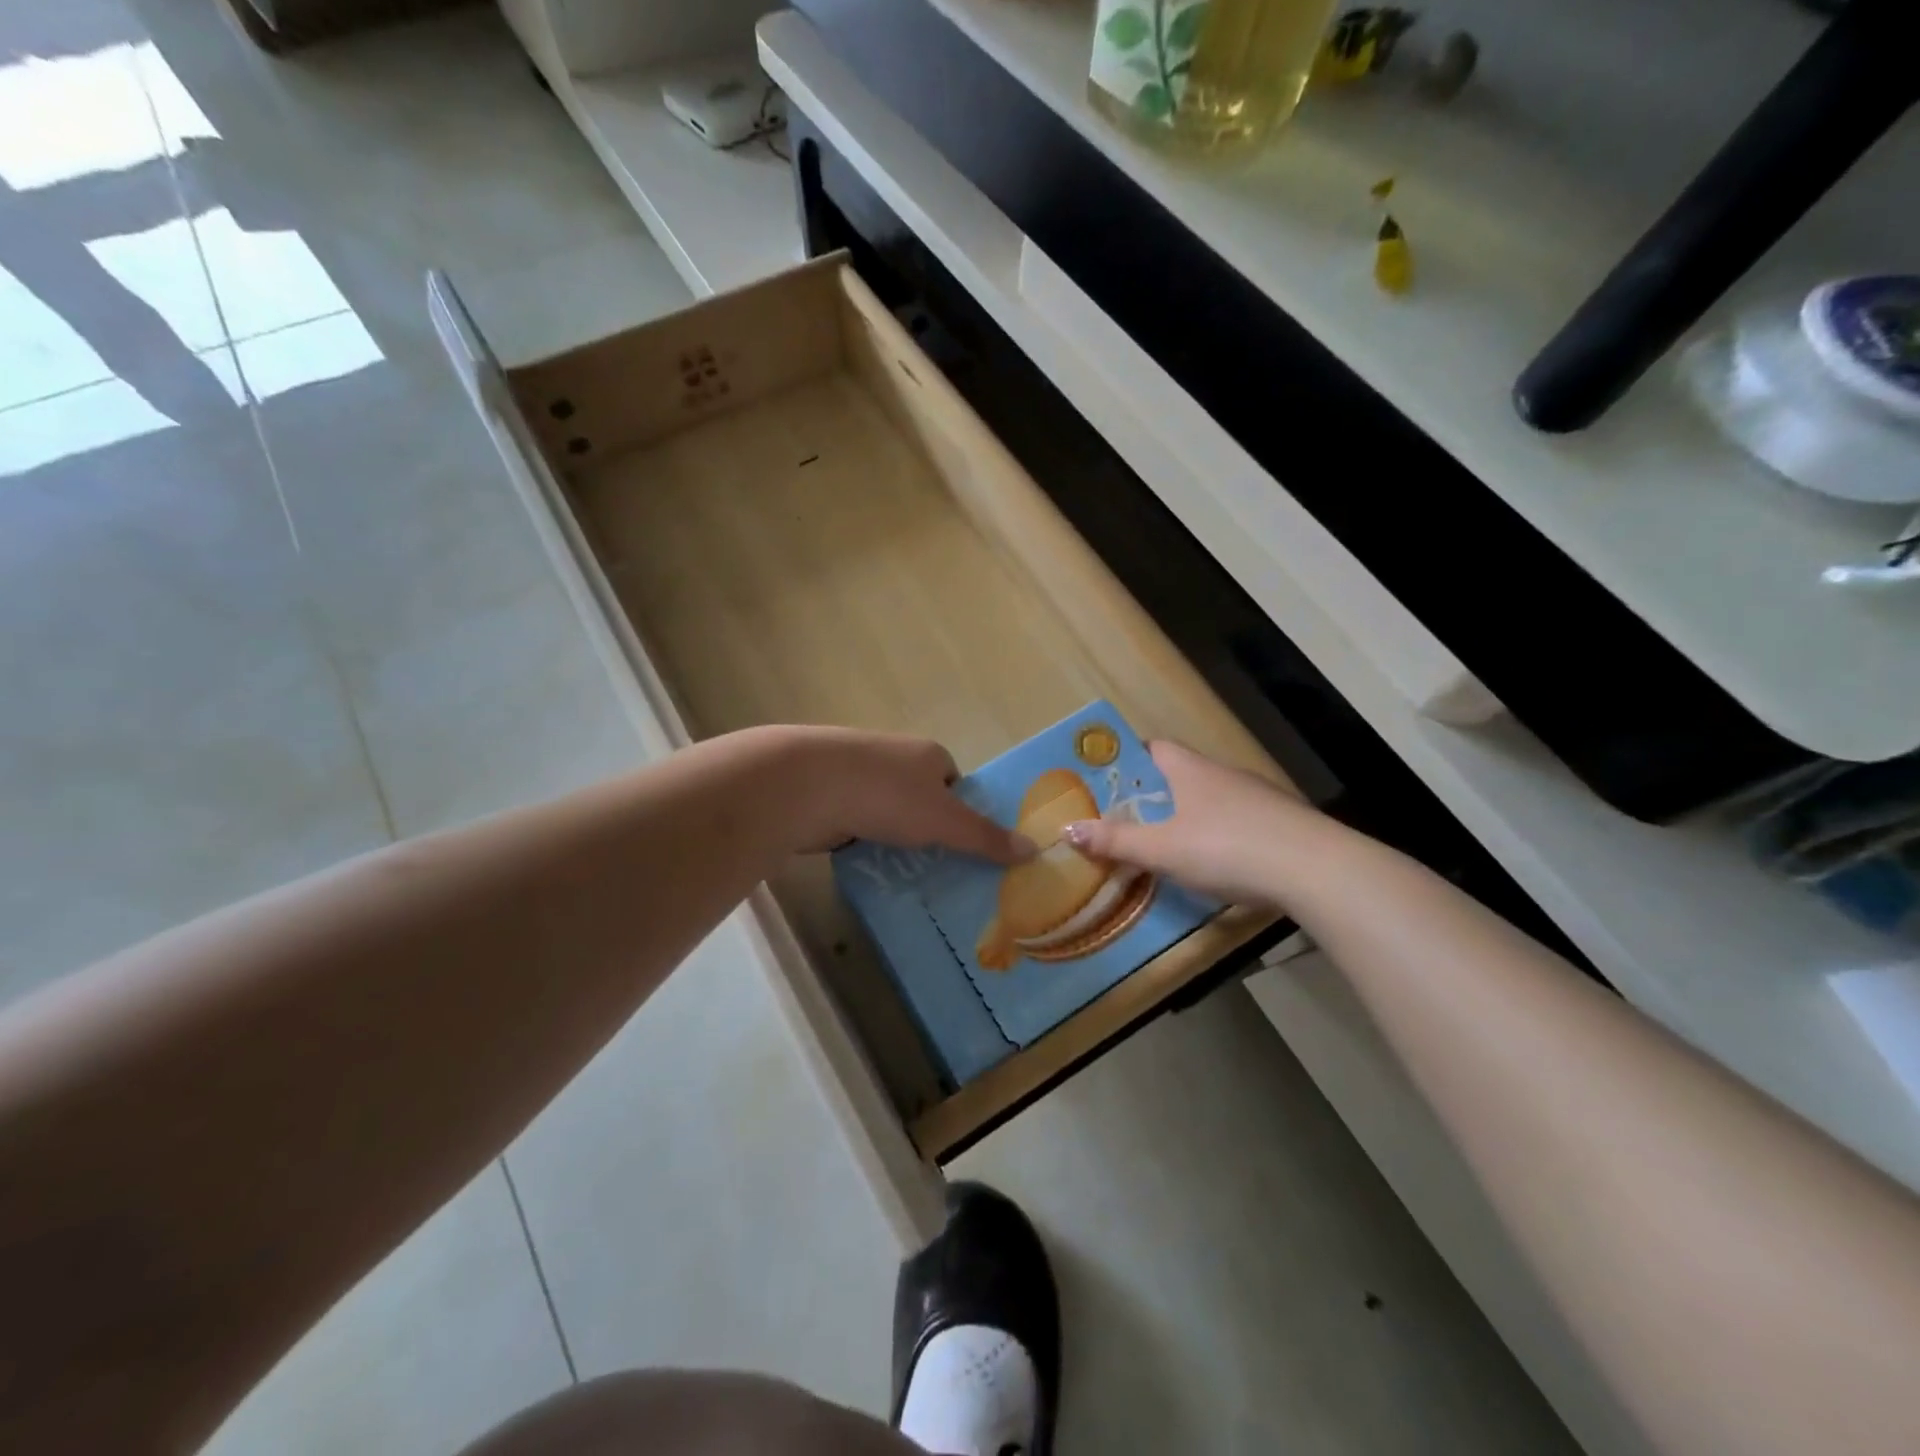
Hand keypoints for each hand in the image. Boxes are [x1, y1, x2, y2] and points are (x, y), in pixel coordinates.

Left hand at [782, 727, 1031, 863]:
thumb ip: (986, 837)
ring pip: (886, 811)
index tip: (962, 845)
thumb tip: (1034, 849)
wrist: (807, 785)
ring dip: (894, 837)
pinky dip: (863, 841)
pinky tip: (866, 865)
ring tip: (903, 873)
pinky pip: (857, 821)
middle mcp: (894, 757)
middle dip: (927, 829)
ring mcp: (857, 773)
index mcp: (927, 753)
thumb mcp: (945, 821)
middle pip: (920, 796)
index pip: (953, 780)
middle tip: (938, 867)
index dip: (960, 811)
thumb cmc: (887, 795)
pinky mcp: (829, 794)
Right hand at [1061, 740, 1326, 905]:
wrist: (1317, 869)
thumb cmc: (1228, 848)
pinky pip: (1237, 820)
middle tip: (1125, 818)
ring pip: (1210, 798)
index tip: (1106, 780)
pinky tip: (1216, 861)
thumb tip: (1067, 830)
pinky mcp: (1281, 822)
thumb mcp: (1164, 850)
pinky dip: (1219, 833)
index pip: (1153, 748)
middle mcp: (1223, 773)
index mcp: (1191, 770)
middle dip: (1153, 793)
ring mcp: (1257, 797)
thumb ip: (1117, 842)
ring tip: (1165, 842)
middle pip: (1180, 773)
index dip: (1128, 759)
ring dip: (1187, 814)